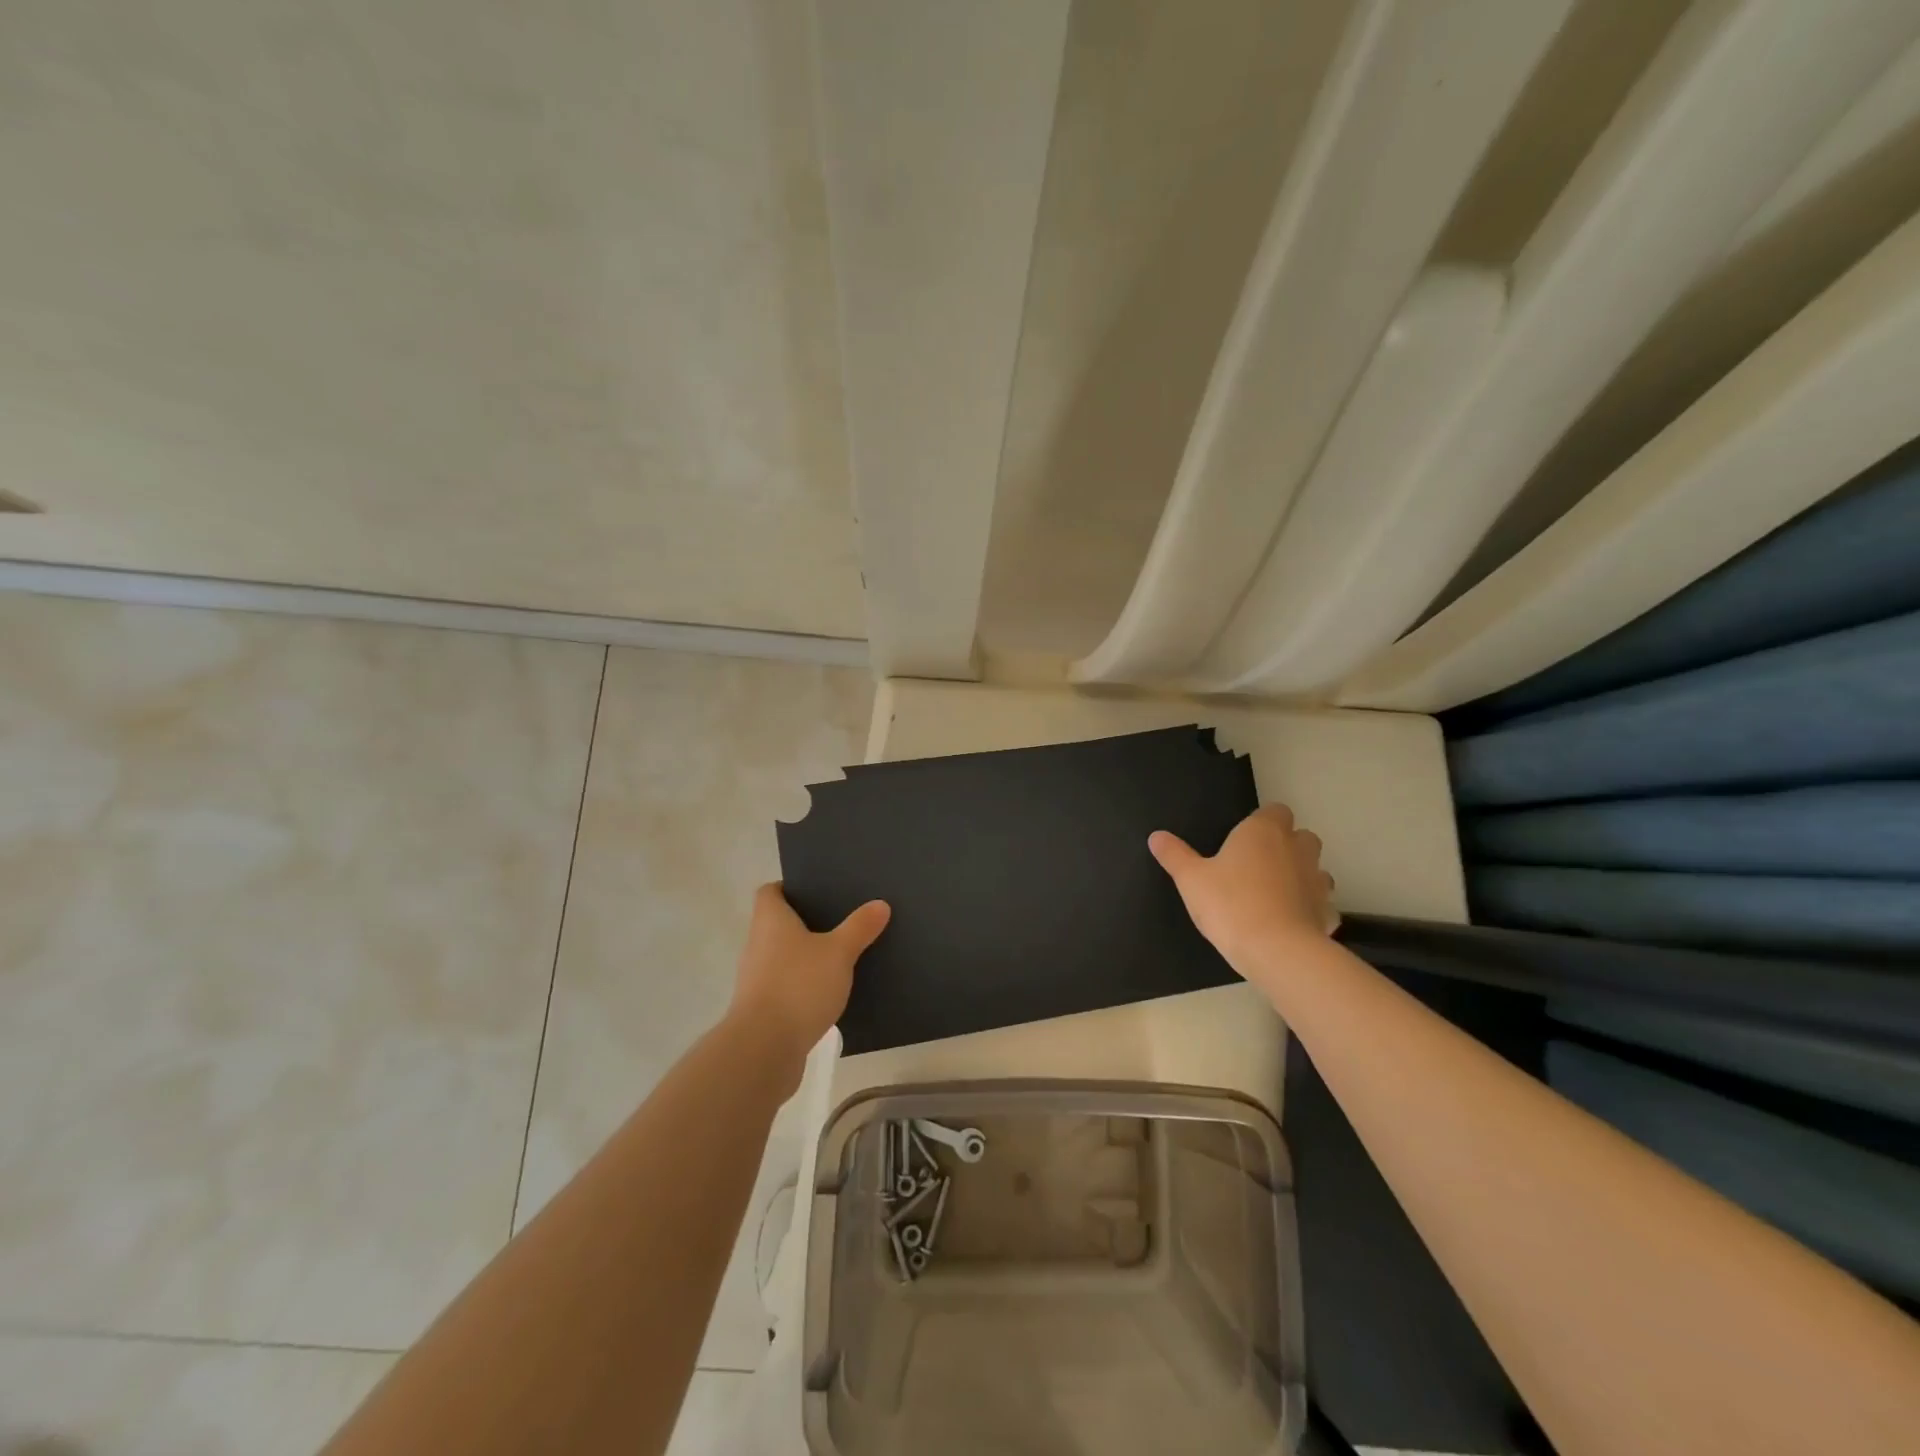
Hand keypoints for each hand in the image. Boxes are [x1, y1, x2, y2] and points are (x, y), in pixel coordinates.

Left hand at [728, 883, 889, 1072]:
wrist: (763, 1049)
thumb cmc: (798, 985)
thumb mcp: (838, 952)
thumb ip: (859, 928)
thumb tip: (880, 903)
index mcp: (770, 920)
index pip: (770, 891)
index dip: (791, 887)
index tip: (818, 890)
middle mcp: (757, 944)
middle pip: (778, 924)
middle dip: (806, 922)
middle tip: (841, 919)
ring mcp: (757, 978)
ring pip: (783, 956)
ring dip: (806, 956)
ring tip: (841, 955)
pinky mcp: (763, 1009)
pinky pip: (786, 985)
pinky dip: (804, 985)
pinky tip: (830, 992)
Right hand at [1149, 804, 1337, 967]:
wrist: (1275, 951)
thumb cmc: (1230, 904)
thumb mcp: (1190, 879)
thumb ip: (1174, 855)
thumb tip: (1156, 836)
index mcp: (1263, 832)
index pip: (1275, 810)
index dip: (1263, 821)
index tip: (1245, 838)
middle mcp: (1296, 849)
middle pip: (1302, 836)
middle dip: (1288, 845)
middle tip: (1259, 864)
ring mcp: (1317, 881)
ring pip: (1315, 869)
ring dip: (1301, 875)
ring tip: (1275, 894)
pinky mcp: (1327, 913)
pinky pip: (1320, 905)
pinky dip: (1309, 909)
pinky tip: (1290, 923)